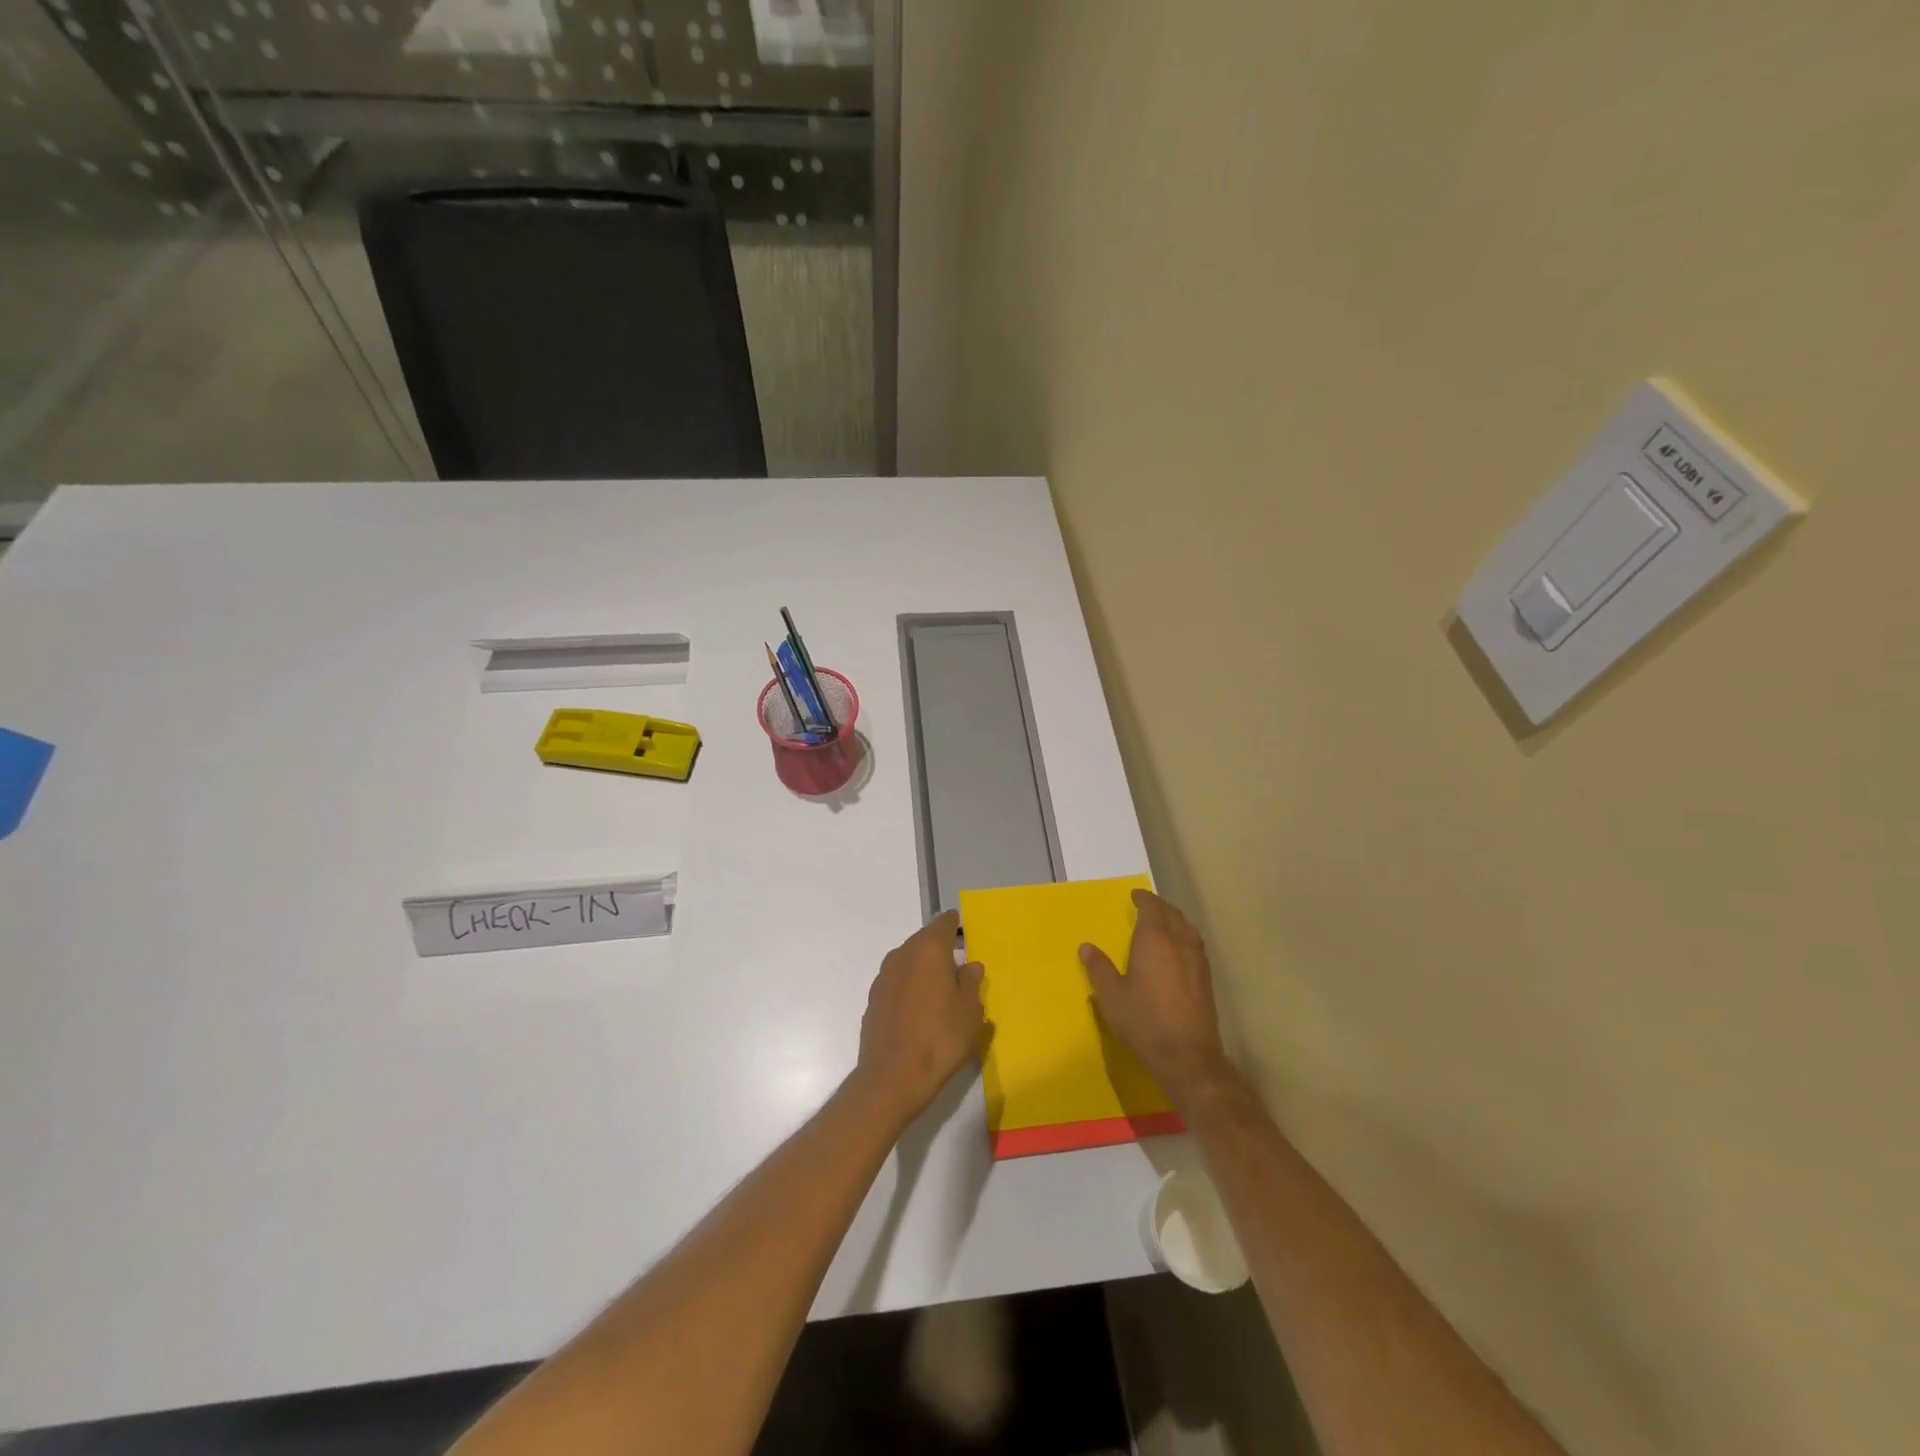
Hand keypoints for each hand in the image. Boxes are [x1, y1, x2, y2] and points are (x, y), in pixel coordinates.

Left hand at [854, 910, 985, 1124]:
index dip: (955, 925)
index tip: (963, 930)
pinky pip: (897, 982)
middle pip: (924, 941)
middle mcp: (902, 955)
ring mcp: (883, 977)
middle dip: (940, 950)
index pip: (943, 924)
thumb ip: (971, 982)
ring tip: (940, 991)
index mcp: (928, 950)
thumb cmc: (940, 1039)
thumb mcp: (970, 1012)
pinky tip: (920, 1010)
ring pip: (908, 961)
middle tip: (958, 967)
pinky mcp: (873, 999)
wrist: (892, 1078)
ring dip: (923, 969)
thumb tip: (970, 965)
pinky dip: (909, 987)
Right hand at [1081, 890, 1233, 1107]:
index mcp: (1155, 939)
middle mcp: (1180, 942)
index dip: (1143, 898)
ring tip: (1162, 924)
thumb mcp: (1112, 996)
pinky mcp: (1206, 978)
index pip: (1152, 907)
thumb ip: (1099, 968)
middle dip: (1159, 906)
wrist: (1188, 1056)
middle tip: (1146, 906)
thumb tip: (1086, 947)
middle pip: (1172, 914)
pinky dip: (1184, 936)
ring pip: (1187, 928)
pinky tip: (1177, 951)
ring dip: (1174, 920)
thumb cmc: (1144, 1021)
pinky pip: (1194, 944)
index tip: (1134, 896)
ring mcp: (1197, 960)